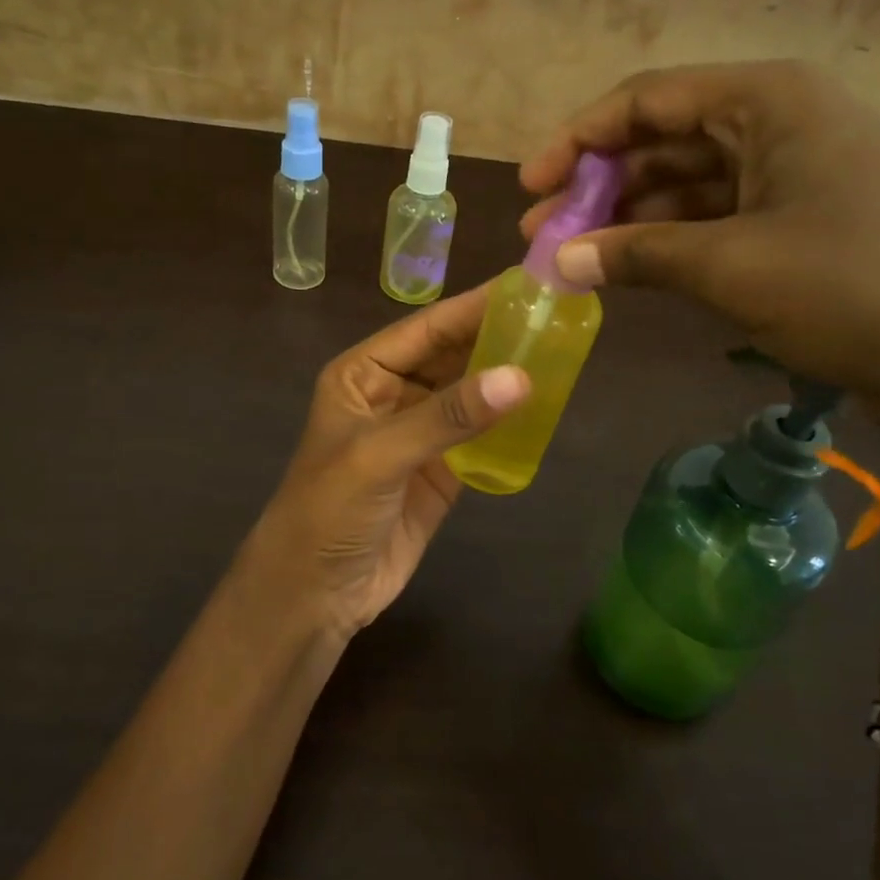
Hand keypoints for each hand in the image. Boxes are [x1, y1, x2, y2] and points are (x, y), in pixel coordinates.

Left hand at [234, 287, 528, 637]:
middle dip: (498, 338)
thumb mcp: (380, 455)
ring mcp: (420, 435)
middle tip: (559, 316)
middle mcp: (393, 395)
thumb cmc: (329, 511)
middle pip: (453, 356)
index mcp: (364, 374)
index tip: (529, 285)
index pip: (427, 329)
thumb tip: (520, 377)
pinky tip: (545, 409)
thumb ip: (448, 416)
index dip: (475, 306)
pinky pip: (481, 437)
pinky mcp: (442, 472)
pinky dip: (509, 425)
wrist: (315, 594)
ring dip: (507, 378)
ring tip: (563, 353)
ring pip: (471, 394)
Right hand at [521, 62, 879, 500]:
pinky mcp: (801, 227)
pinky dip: (669, 247)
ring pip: (687, 186)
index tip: (532, 186)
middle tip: (543, 235)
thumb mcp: (731, 266)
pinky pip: (715, 223)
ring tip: (574, 261)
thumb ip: (635, 255)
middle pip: (663, 141)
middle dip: (598, 187)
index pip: (647, 100)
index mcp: (766, 101)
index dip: (579, 140)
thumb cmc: (857, 285)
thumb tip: (555, 259)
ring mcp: (793, 177)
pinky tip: (629, 274)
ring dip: (628, 221)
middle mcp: (778, 124)